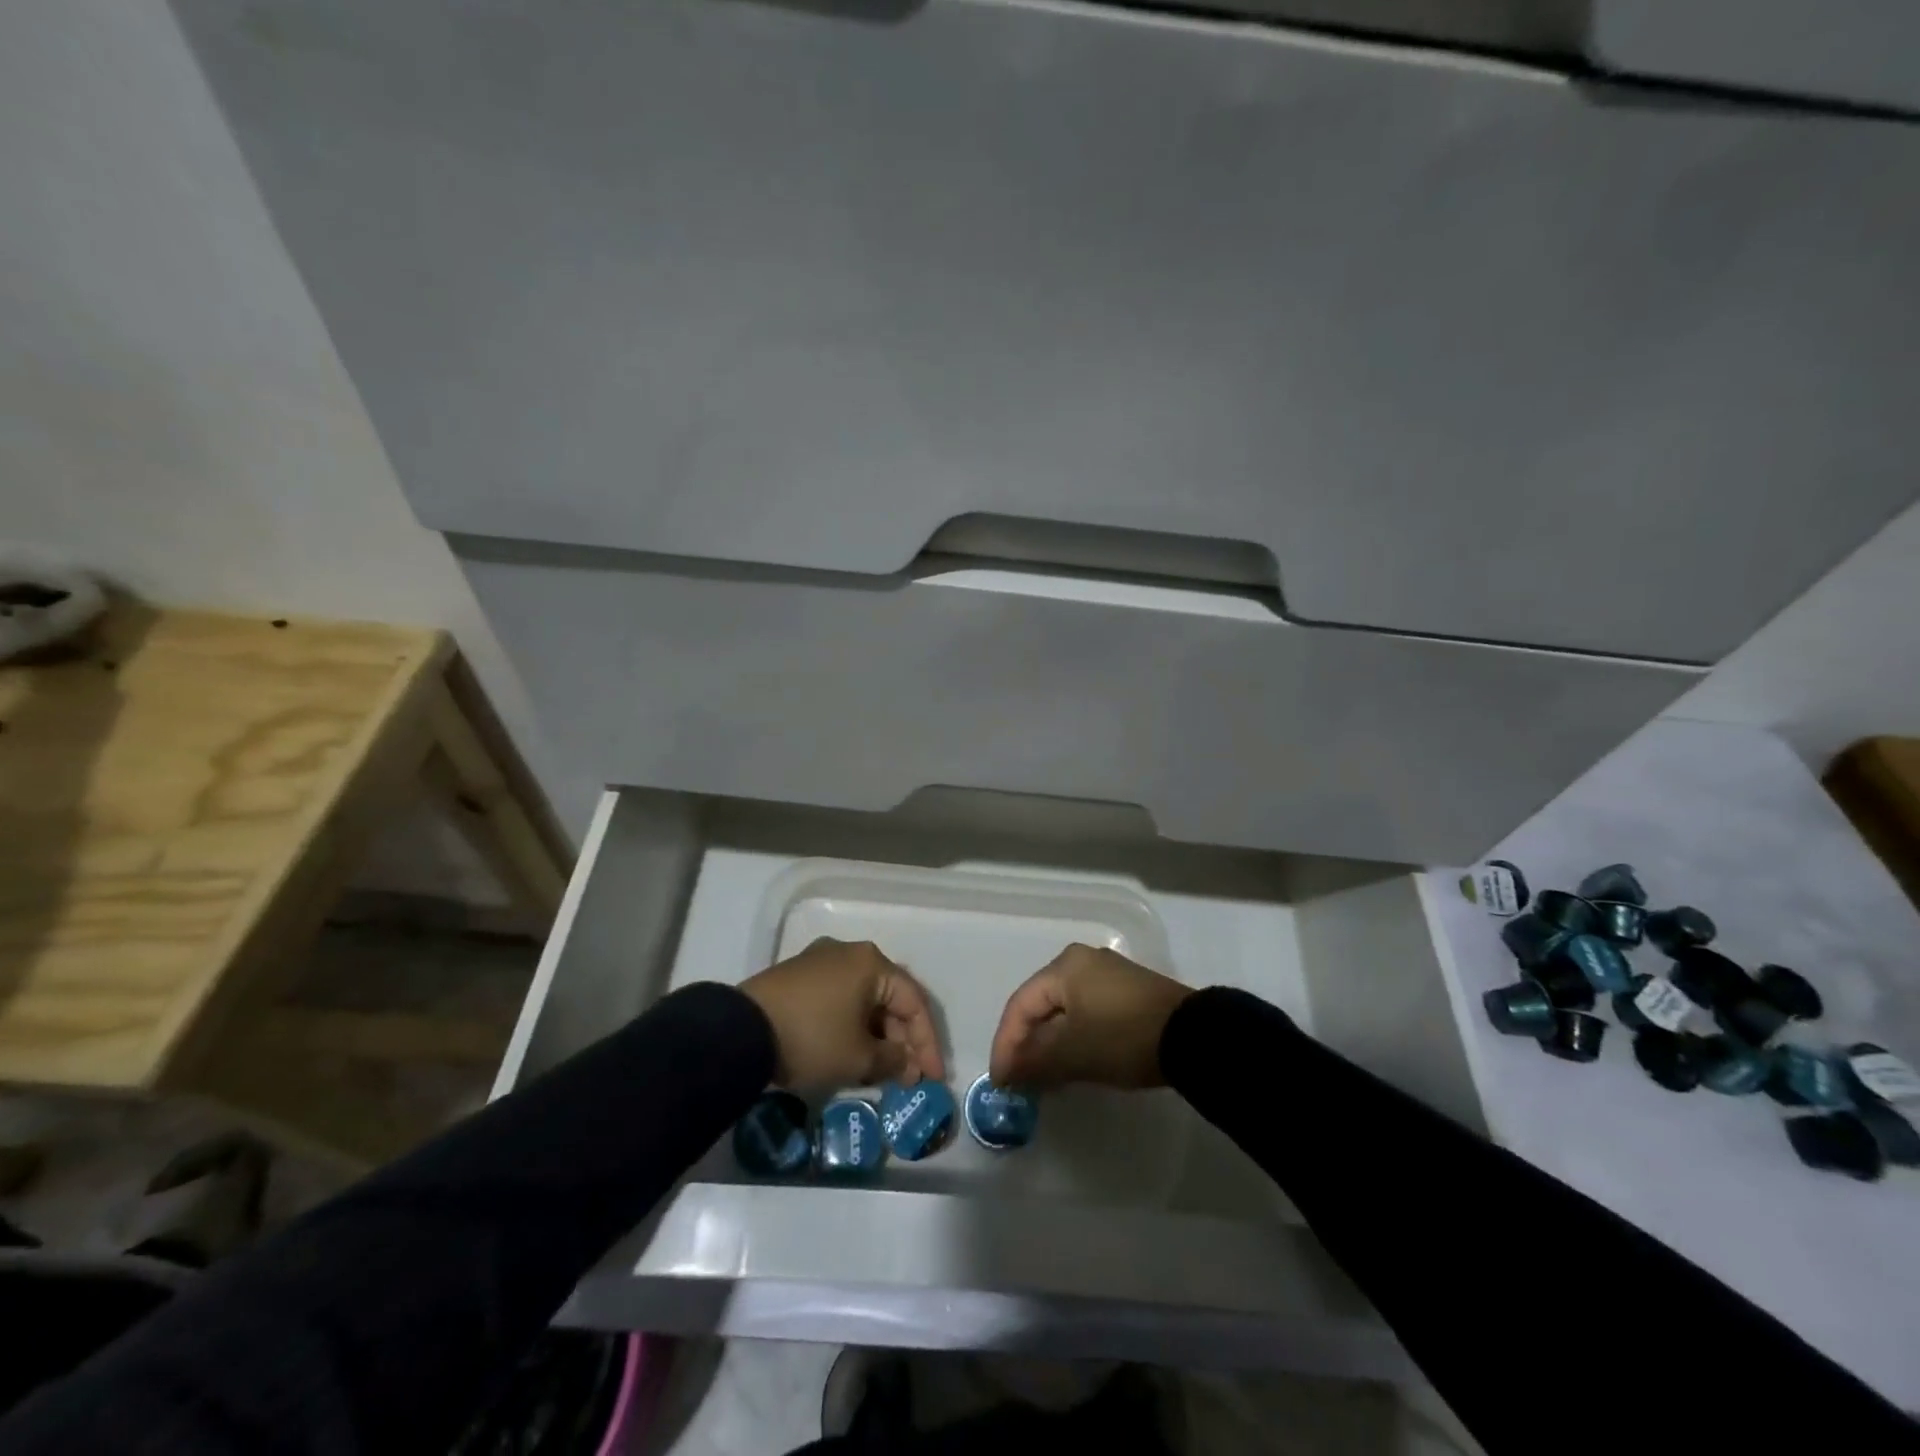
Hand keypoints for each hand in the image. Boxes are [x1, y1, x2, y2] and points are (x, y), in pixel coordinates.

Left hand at [741, 938, 945, 1089]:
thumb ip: (892, 1061)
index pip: (913, 1002)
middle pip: (888, 997)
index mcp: (871, 962)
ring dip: (876, 1034)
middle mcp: (849, 952)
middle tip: (906, 1077)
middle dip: (901, 1040)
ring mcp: (820, 961)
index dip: (927, 1043)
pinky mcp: (797, 976)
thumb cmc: (812, 1038)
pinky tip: (850, 1052)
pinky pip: (838, 999)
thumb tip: (907, 1065)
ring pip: (862, 999)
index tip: (932, 1078)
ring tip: (880, 1071)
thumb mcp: (858, 1058)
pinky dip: (851, 1026)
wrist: (740, 1031)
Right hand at [989, 944, 1191, 1089]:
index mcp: (1063, 966)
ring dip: (1049, 1044)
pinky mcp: (1127, 992)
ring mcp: (1107, 974)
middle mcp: (1082, 961)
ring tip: (1042, 1078)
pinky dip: (1072, 1038)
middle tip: (1018, 1080)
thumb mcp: (1073, 1053)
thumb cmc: (1123, 1037)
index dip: (1005, 1044)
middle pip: (1041, 1005)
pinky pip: (1085, 1012)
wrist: (1194, 1037)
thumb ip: (1034, 1061)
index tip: (1000, 1081)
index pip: (1020, 1005)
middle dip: (1026, 1044)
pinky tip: (1072, 1063)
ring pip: (1064, 1010)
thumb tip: (1007, 1072)